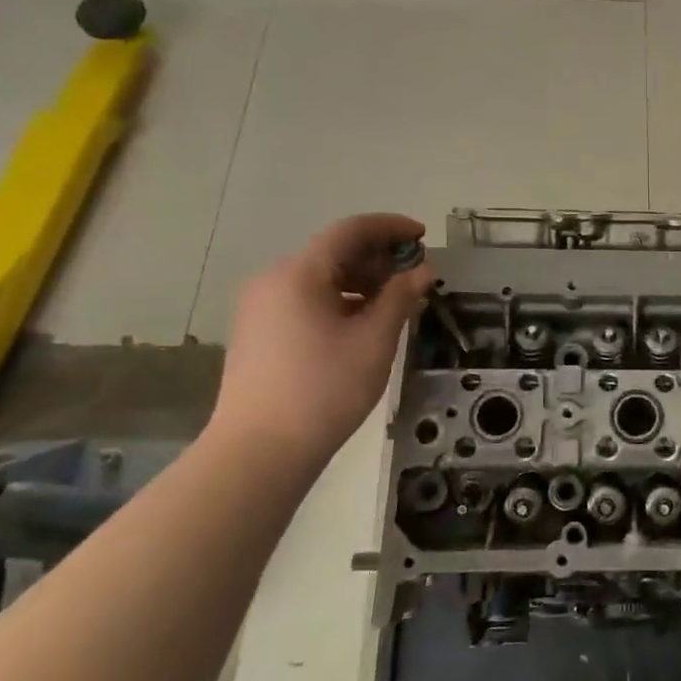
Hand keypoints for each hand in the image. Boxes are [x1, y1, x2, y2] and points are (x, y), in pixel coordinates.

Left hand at [209, 214, 431, 464]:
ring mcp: (260, 307)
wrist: (258, 453)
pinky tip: (361, 323)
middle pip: (333, 251)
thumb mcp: (374, 340)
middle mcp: (273, 280)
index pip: (350, 231)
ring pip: (319, 277)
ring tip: (394, 302)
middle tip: (415, 276)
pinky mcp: (257, 332)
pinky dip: (338, 299)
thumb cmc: (324, 390)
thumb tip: (423, 269)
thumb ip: (401, 296)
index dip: (390, 227)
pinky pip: (305, 299)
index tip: (423, 236)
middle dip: (378, 257)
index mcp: (299, 273)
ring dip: (360, 280)